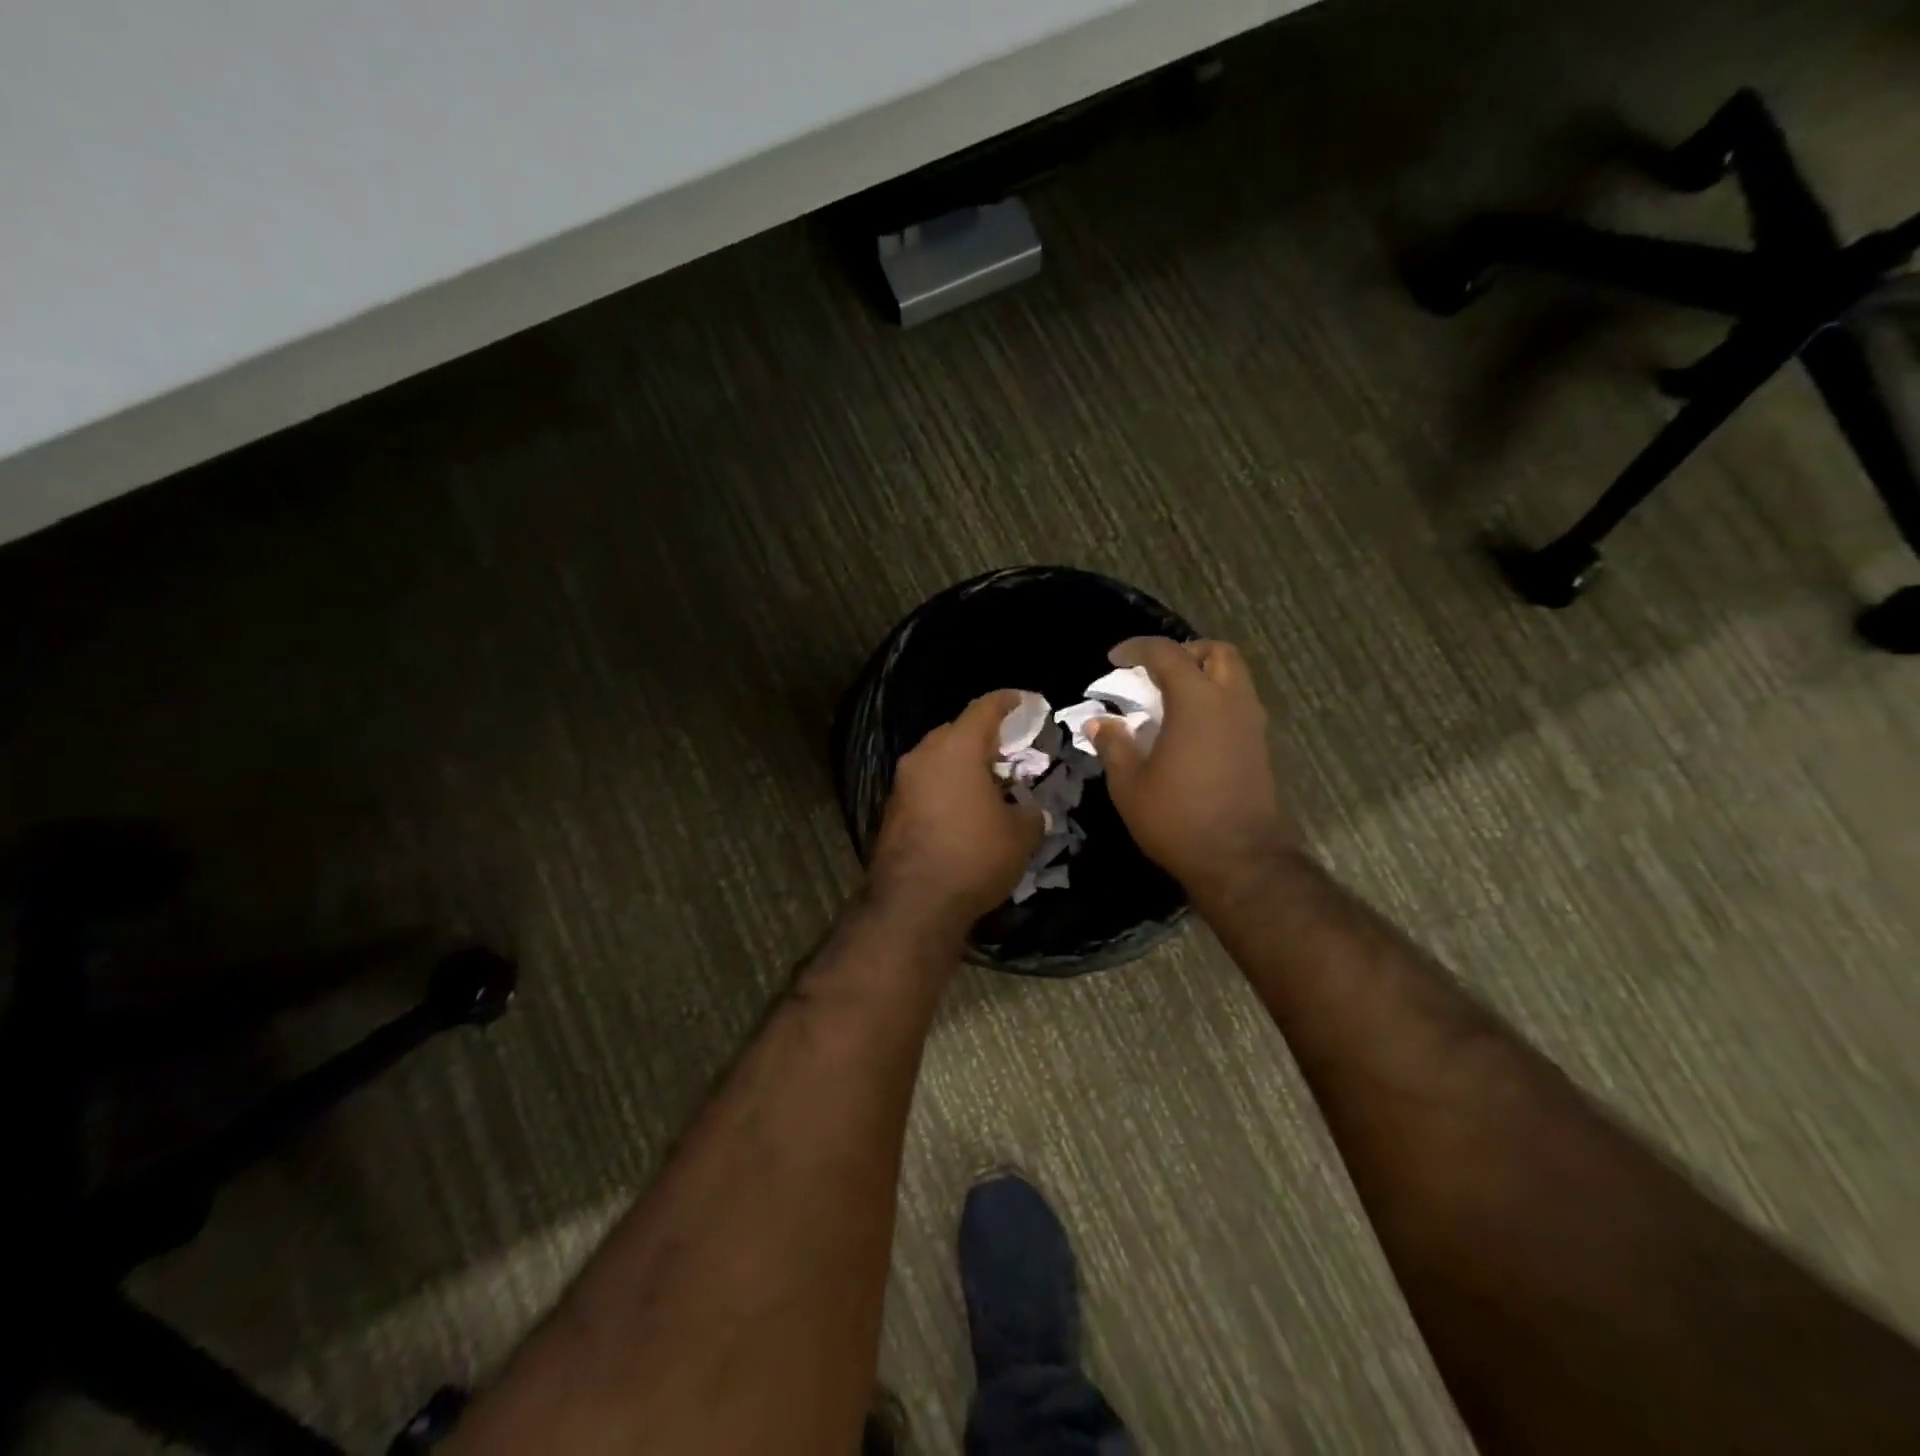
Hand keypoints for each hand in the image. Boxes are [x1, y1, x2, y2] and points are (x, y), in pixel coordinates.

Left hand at [869, 690, 1044, 933]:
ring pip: (938, 758)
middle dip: (985, 736)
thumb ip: (1032, 812)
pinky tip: (966, 808)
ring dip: (964, 763)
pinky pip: (926, 783)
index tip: (1026, 700)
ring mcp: (903, 783)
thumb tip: (1033, 810)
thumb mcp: (1021, 835)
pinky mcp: (893, 809)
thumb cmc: (974, 857)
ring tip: (991, 781)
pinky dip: (947, 785)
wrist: (913, 903)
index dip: (1009, 701)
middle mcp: (924, 756)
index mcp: (957, 748)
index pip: (984, 708)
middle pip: (957, 731)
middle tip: (1011, 750)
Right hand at [1088, 638, 1297, 897]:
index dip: (1138, 649)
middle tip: (1155, 672)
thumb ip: (1114, 745)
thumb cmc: (1177, 818)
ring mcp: (1251, 724)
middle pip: (1217, 652)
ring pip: (1234, 677)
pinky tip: (1190, 728)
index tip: (1114, 659)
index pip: (1168, 653)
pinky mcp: (1259, 747)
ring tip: (1171, 699)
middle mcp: (1231, 702)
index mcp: (1197, 701)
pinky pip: (1238, 703)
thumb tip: (1099, 722)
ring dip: (1204, 675)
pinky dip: (1215, 700)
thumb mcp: (1129, 784)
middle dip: (1185, 652)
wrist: (1239, 860)